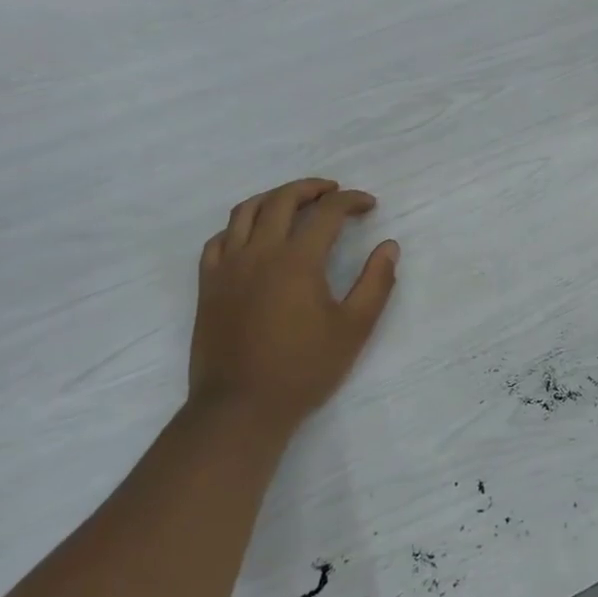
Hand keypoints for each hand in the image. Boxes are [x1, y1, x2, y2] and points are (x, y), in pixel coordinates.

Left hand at [188, 178, 399, 440]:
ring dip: (273, 198)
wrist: (240, 407)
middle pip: (282, 200)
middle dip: (312, 189)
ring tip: (293, 202)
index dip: (351, 201)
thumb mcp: (354, 329)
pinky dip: (239, 227)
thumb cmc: (303, 369)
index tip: (369, 205)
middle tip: (333, 193)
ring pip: (245, 212)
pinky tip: (252, 236)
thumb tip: (389, 246)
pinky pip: (218, 240)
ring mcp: (227, 267)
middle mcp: (259, 253)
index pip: (327, 212)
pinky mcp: (208, 285)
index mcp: (297, 260)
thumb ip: (376, 283)